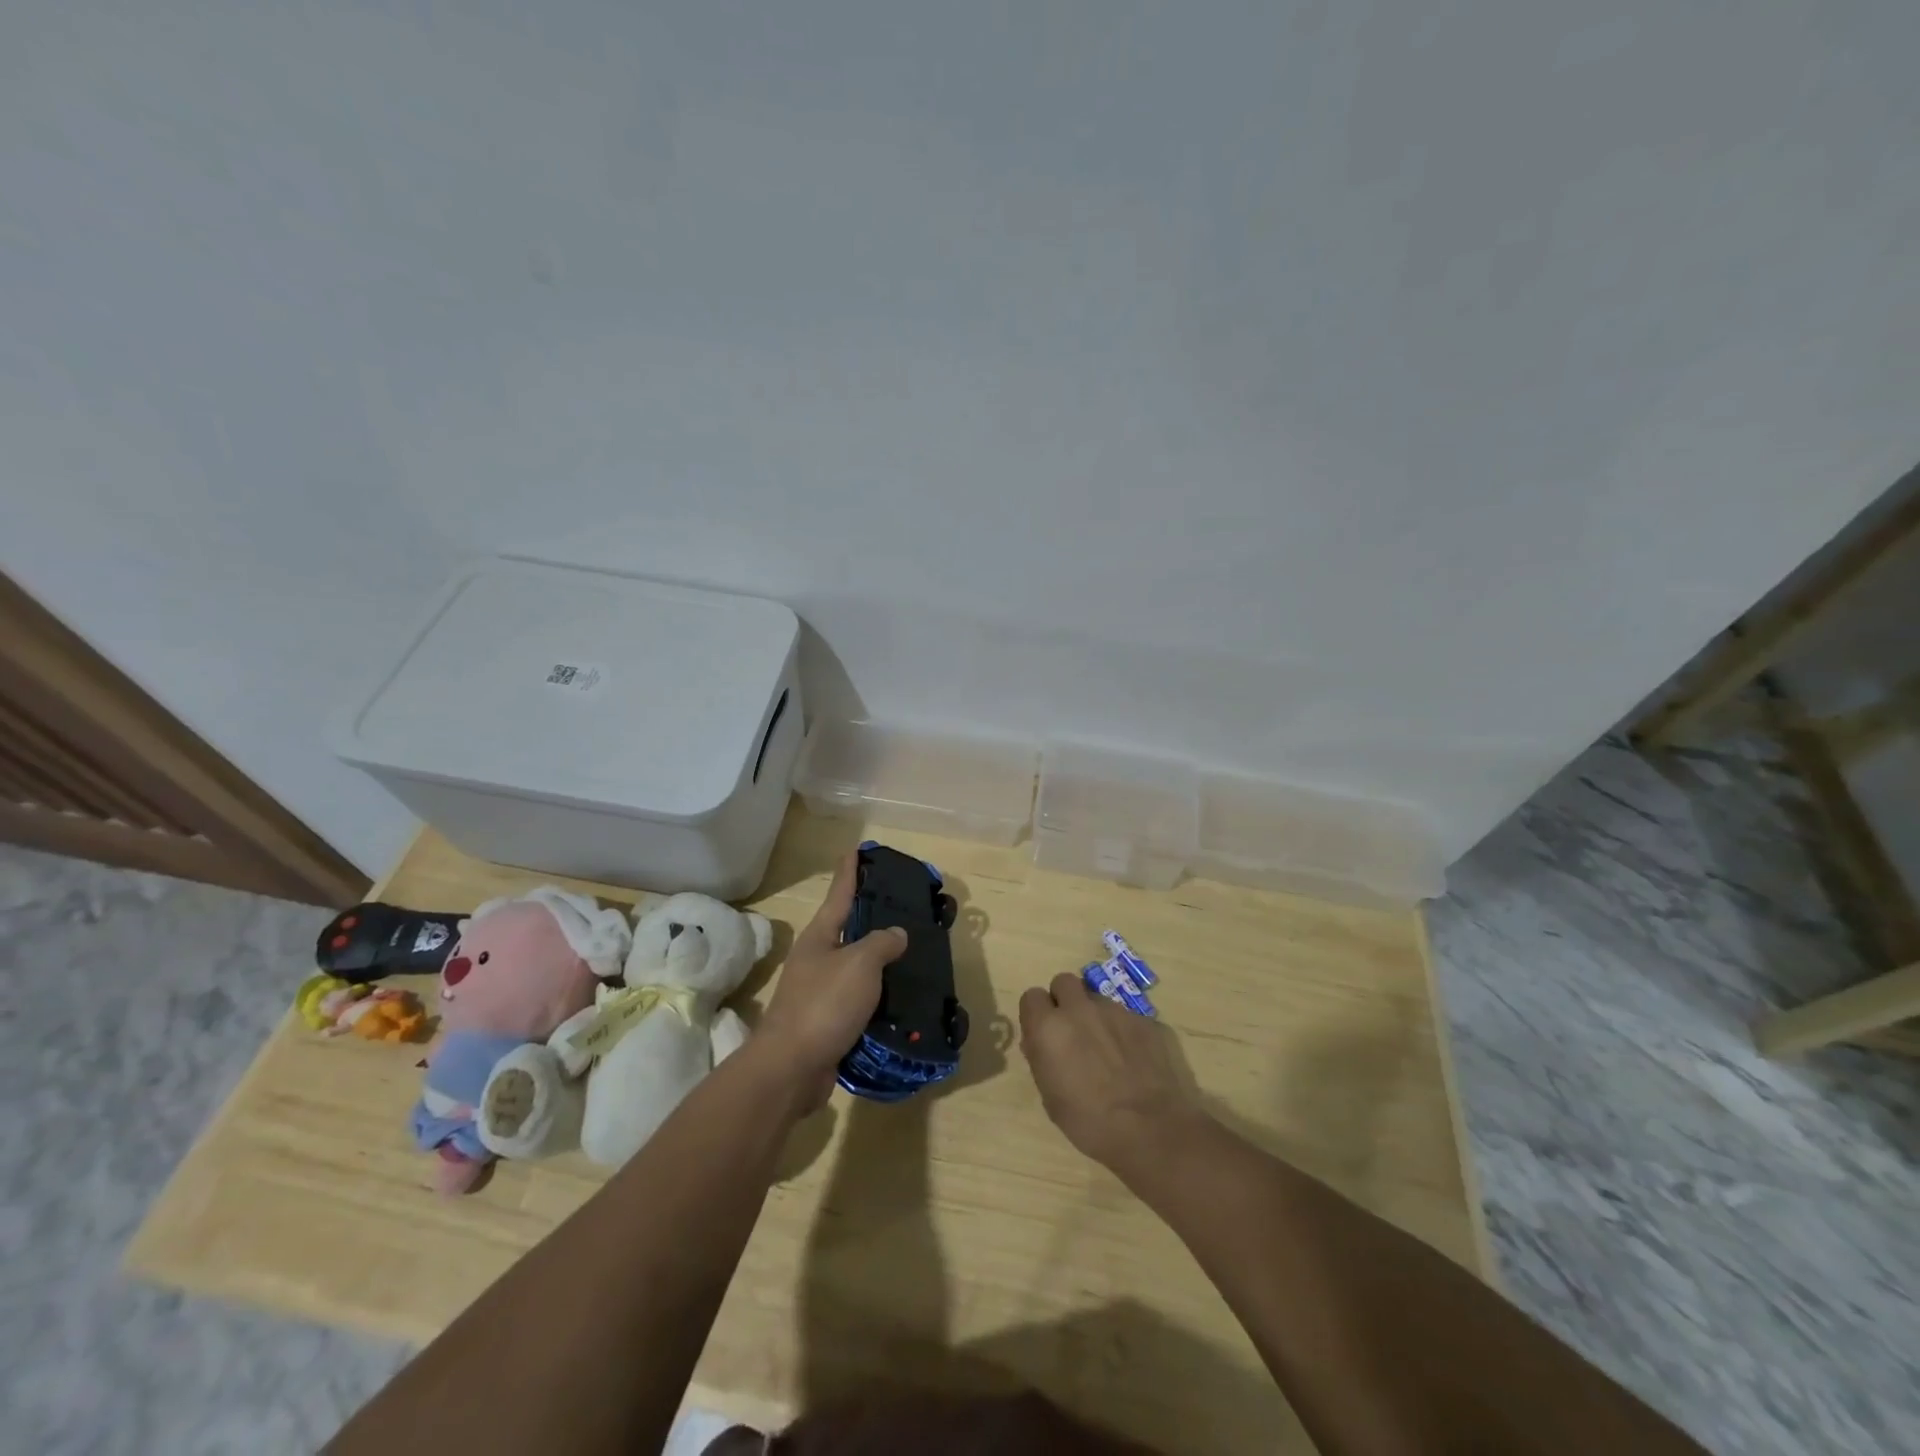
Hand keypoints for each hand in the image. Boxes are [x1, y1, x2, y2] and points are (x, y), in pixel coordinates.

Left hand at [755, 852, 907, 1109]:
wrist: (791, 1068)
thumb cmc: (824, 1004)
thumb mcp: (860, 964)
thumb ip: (881, 943)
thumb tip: (895, 934)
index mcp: (820, 937)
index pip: (839, 895)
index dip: (849, 872)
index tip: (856, 850)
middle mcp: (817, 960)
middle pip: (848, 931)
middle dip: (872, 919)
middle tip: (903, 908)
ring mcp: (820, 993)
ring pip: (857, 970)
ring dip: (881, 964)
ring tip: (913, 956)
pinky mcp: (829, 1024)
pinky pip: (860, 1003)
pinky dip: (879, 999)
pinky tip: (902, 1001)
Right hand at [1018, 973, 1204, 1173]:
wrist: (1151, 1130)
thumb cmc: (1090, 1122)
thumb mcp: (1051, 1098)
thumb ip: (1042, 1060)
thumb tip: (1040, 1043)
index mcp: (1049, 1027)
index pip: (1032, 996)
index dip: (1037, 1014)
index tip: (1044, 1034)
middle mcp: (1079, 1009)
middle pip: (1063, 982)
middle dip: (1064, 1000)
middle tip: (1072, 1031)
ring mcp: (1115, 1010)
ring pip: (1095, 998)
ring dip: (1094, 1015)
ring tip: (1106, 1049)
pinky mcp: (1144, 1019)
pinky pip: (1125, 1015)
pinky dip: (1122, 1030)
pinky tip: (1131, 1059)